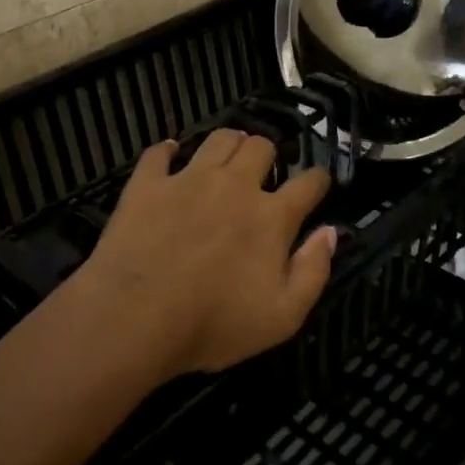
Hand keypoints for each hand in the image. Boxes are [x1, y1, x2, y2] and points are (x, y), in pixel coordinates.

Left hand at [76, 130, 337, 381]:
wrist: (134, 317)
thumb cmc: (212, 325)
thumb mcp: (282, 317)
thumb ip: (313, 272)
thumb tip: (329, 233)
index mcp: (271, 217)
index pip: (308, 182)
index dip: (318, 179)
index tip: (318, 183)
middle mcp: (234, 185)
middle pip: (261, 146)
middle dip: (269, 154)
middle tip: (263, 172)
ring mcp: (188, 179)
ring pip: (219, 139)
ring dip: (230, 143)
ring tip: (228, 157)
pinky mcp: (148, 184)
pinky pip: (160, 152)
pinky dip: (168, 150)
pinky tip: (170, 155)